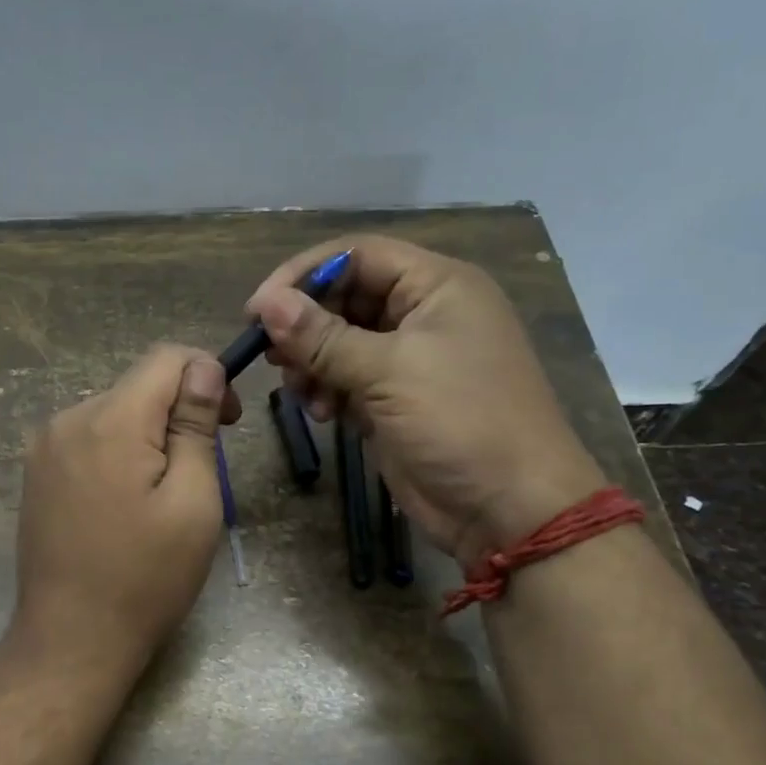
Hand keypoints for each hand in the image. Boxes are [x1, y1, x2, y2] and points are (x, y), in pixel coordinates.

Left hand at [13, 345, 240, 677]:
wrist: (71, 639)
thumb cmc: (146, 578)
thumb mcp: (193, 502)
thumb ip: (195, 425)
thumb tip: (203, 368)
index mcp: (110, 421)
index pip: (166, 357)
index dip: (207, 375)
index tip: (228, 421)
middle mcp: (68, 419)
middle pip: (139, 385)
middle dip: (179, 410)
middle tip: (202, 467)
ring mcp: (44, 447)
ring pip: (114, 412)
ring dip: (148, 434)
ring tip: (162, 494)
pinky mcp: (36, 473)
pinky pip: (89, 439)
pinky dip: (118, 452)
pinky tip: (125, 502)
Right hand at [247, 234, 604, 562]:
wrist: (508, 509)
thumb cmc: (460, 422)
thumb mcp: (388, 372)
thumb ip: (322, 336)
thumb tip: (266, 304)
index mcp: (437, 286)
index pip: (356, 255)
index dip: (303, 275)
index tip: (257, 310)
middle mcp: (423, 313)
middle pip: (344, 298)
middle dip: (305, 326)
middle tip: (271, 357)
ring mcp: (410, 359)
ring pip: (339, 341)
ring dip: (312, 364)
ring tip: (303, 395)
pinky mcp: (396, 399)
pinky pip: (347, 379)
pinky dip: (327, 392)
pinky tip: (324, 416)